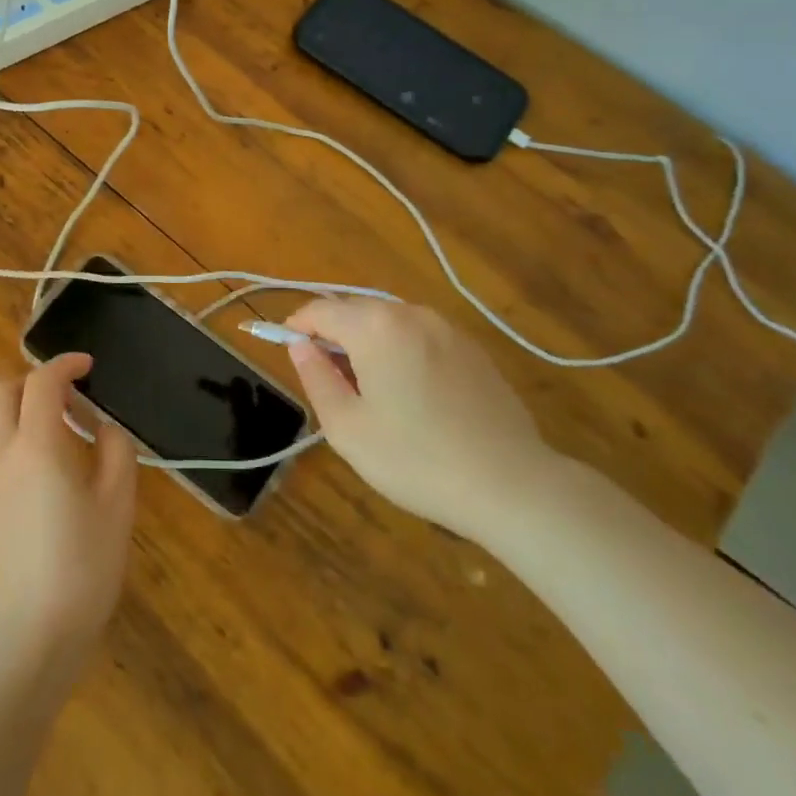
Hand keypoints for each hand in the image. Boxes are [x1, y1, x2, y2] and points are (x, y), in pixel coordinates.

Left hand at [0, 353, 137, 705]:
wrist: (31, 634)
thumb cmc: (84, 566)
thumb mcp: (118, 504)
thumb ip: (115, 451)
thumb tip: (102, 429)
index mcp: (37, 445)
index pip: (42, 382)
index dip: (65, 364)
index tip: (88, 366)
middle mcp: (1, 453)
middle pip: (2, 391)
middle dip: (34, 380)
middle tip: (69, 396)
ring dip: (11, 404)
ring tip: (46, 423)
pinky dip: (3, 433)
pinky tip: (34, 462)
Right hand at [285, 299, 556, 538]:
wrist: (510, 484)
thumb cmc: (415, 459)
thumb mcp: (347, 427)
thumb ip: (316, 378)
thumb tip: (300, 346)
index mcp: (376, 327)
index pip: (321, 310)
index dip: (296, 326)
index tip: (286, 350)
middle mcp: (412, 314)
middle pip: (356, 311)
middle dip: (333, 334)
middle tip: (326, 379)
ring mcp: (448, 329)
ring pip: (390, 322)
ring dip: (367, 343)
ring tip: (367, 390)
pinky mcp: (473, 349)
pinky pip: (420, 337)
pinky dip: (400, 351)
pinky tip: (409, 394)